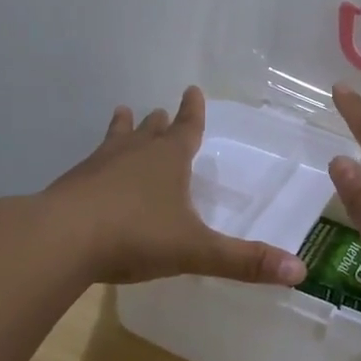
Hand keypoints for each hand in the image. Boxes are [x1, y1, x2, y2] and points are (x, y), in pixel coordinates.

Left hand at [46, 86, 306, 287]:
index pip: (187, 129)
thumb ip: (244, 261)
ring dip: (123, 129)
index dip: (193, 112)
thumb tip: (300, 271)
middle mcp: (134, 154)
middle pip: (151, 131)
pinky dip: (97, 162)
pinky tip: (90, 171)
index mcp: (168, 161)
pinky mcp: (72, 184)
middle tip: (162, 110)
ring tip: (122, 113)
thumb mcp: (196, 251)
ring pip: (116, 140)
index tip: (193, 89)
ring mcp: (98, 166)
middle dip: (160, 123)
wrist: (60, 239)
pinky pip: (90, 165)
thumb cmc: (135, 236)